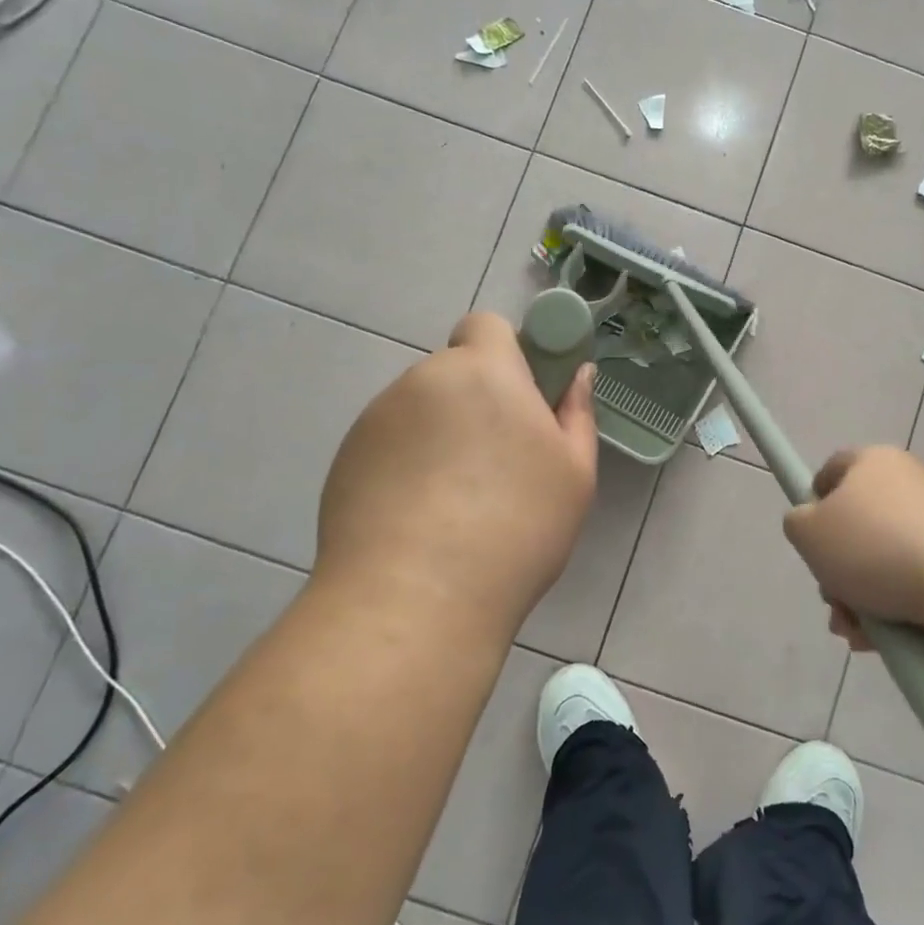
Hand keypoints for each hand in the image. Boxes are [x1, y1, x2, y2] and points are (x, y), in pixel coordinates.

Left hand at [312, 312, 597, 633]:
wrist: (416, 598)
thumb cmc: (516, 527)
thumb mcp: (574, 473)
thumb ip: (576, 412)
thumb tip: (578, 375)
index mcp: (483, 371)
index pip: (486, 326)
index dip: (506, 354)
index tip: (522, 402)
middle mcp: (422, 380)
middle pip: (454, 373)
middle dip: (475, 403)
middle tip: (496, 465)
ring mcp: (376, 419)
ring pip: (420, 411)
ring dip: (439, 436)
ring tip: (454, 505)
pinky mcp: (345, 459)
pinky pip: (388, 446)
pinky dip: (404, 467)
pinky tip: (417, 521)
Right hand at [782, 446, 923, 641]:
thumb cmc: (872, 545)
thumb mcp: (806, 531)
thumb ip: (796, 523)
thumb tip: (811, 526)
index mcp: (872, 462)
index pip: (832, 470)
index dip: (813, 502)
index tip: (809, 539)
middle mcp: (906, 483)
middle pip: (854, 525)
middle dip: (835, 569)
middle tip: (831, 600)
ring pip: (879, 561)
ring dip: (857, 597)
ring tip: (854, 629)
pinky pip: (910, 581)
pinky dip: (889, 608)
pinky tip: (880, 638)